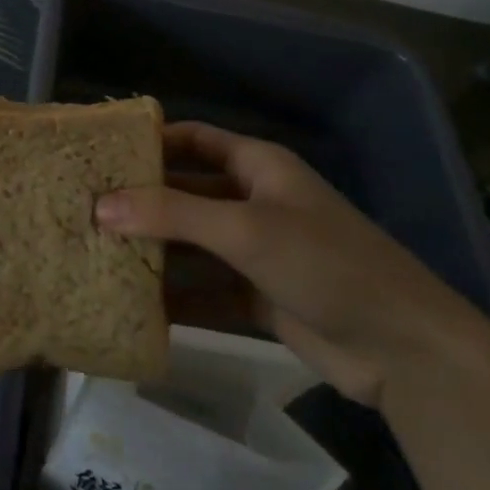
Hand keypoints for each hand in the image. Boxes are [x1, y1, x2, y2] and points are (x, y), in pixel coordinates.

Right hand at [95, 122, 487, 408]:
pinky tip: (133, 304)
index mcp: (257, 167)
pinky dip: (175, 295)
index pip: (194, 139)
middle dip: (141, 201)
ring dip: (153, 249)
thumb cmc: (325, 264)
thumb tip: (99, 206)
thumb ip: (172, 214)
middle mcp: (253, 202)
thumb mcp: (245, 230)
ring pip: (192, 243)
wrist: (404, 349)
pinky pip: (205, 288)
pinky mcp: (258, 296)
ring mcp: (256, 251)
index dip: (150, 141)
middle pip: (186, 192)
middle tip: (84, 208)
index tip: (100, 152)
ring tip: (95, 253)